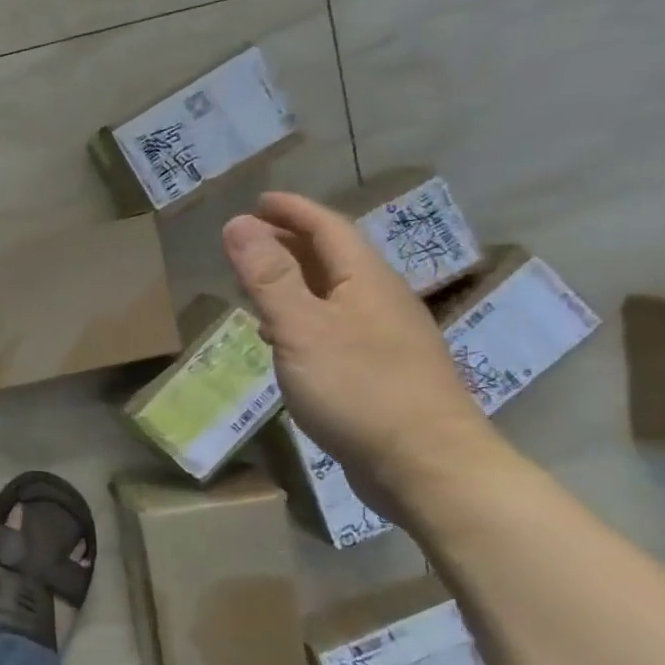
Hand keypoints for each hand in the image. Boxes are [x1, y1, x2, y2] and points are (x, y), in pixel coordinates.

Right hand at [222, 191, 496, 510]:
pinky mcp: (380, 371)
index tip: (259, 201)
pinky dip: (304, 315)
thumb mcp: (301, 327)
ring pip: (336, 292)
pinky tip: (285, 337)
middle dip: (293, 240)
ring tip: (259, 281)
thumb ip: (268, 277)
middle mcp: (381, 301)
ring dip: (297, 278)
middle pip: (336, 257)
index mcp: (367, 281)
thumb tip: (238, 223)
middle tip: (251, 236)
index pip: (329, 229)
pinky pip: (334, 324)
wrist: (425, 464)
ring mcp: (385, 338)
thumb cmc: (358, 388)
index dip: (293, 211)